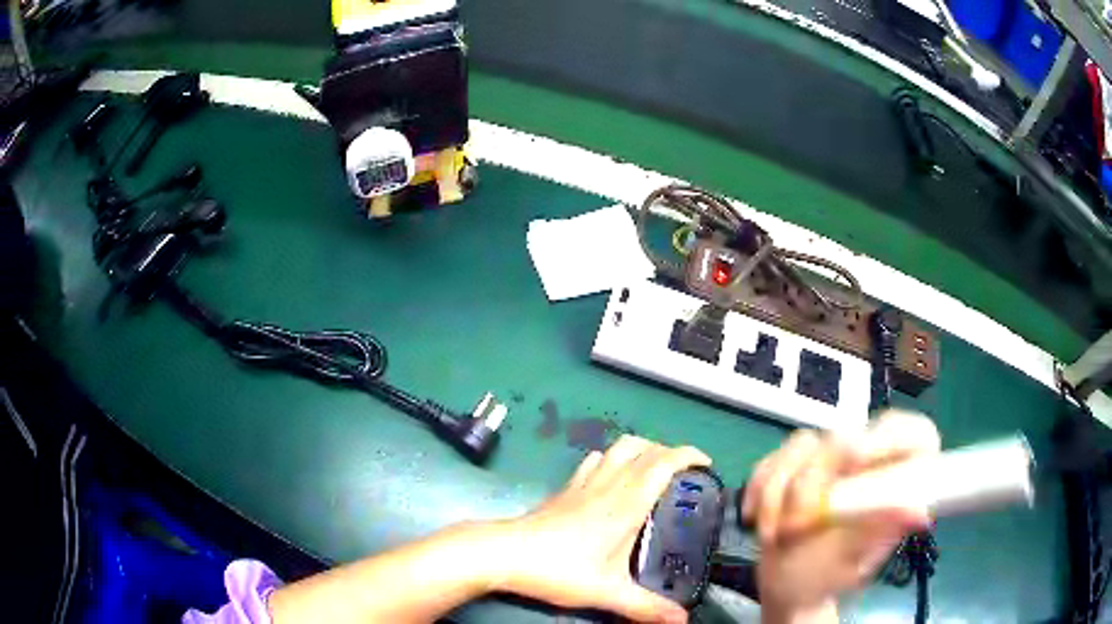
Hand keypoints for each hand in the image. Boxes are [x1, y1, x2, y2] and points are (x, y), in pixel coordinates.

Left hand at [491, 435, 709, 623]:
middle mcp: (607, 485)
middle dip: (670, 451)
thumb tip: (682, 620)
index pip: (663, 463)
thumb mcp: (607, 592)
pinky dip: (612, 459)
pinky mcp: (564, 489)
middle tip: (685, 475)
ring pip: (618, 448)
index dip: (688, 455)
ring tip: (654, 472)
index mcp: (625, 504)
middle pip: (643, 448)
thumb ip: (646, 607)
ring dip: (642, 450)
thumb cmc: (558, 569)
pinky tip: (612, 479)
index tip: (707, 464)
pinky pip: (594, 461)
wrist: (505, 554)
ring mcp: (582, 483)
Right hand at [741, 410, 939, 621]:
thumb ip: (880, 533)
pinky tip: (755, 515)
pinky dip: (760, 487)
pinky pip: (776, 457)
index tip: (853, 462)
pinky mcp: (797, 463)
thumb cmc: (823, 579)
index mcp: (896, 482)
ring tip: (770, 535)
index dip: (888, 438)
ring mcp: (831, 460)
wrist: (783, 585)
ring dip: (778, 492)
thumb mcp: (852, 562)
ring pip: (805, 447)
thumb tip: (920, 511)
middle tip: (795, 524)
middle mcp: (868, 463)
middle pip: (847, 438)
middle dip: (812, 482)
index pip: (913, 434)